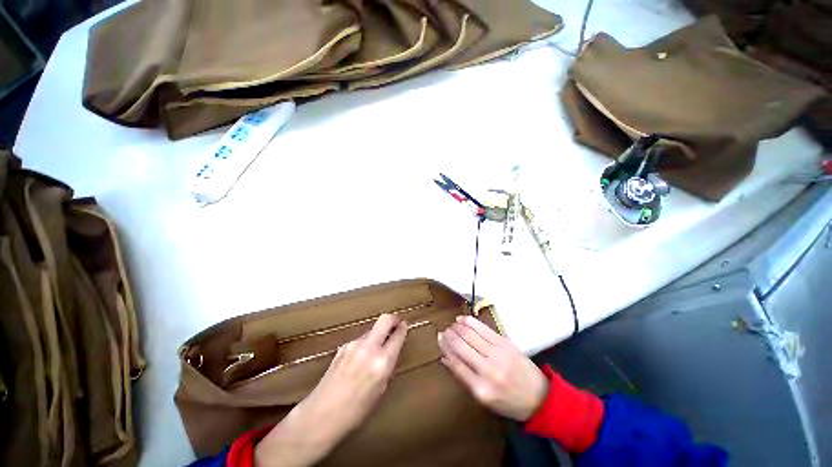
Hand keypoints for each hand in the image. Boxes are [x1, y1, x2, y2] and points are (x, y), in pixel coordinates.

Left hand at [255, 315, 407, 466]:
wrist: (320, 415)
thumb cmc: (355, 411)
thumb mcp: (380, 389)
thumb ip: (387, 365)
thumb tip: (391, 350)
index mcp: (381, 362)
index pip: (397, 335)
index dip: (403, 328)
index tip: (405, 325)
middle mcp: (368, 348)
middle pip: (384, 320)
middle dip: (393, 319)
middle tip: (397, 322)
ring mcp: (353, 345)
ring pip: (372, 329)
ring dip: (378, 333)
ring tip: (379, 346)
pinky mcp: (342, 347)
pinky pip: (360, 339)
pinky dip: (366, 342)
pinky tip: (362, 356)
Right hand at [438, 316, 546, 421]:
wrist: (539, 396)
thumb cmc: (508, 401)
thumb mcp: (483, 398)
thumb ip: (463, 376)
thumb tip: (444, 357)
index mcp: (481, 388)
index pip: (455, 362)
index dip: (444, 347)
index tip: (439, 338)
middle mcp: (488, 370)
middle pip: (461, 345)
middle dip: (449, 335)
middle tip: (444, 331)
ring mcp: (498, 353)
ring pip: (470, 334)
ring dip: (457, 327)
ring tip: (452, 325)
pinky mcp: (505, 342)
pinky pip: (483, 328)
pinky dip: (469, 321)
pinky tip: (461, 319)